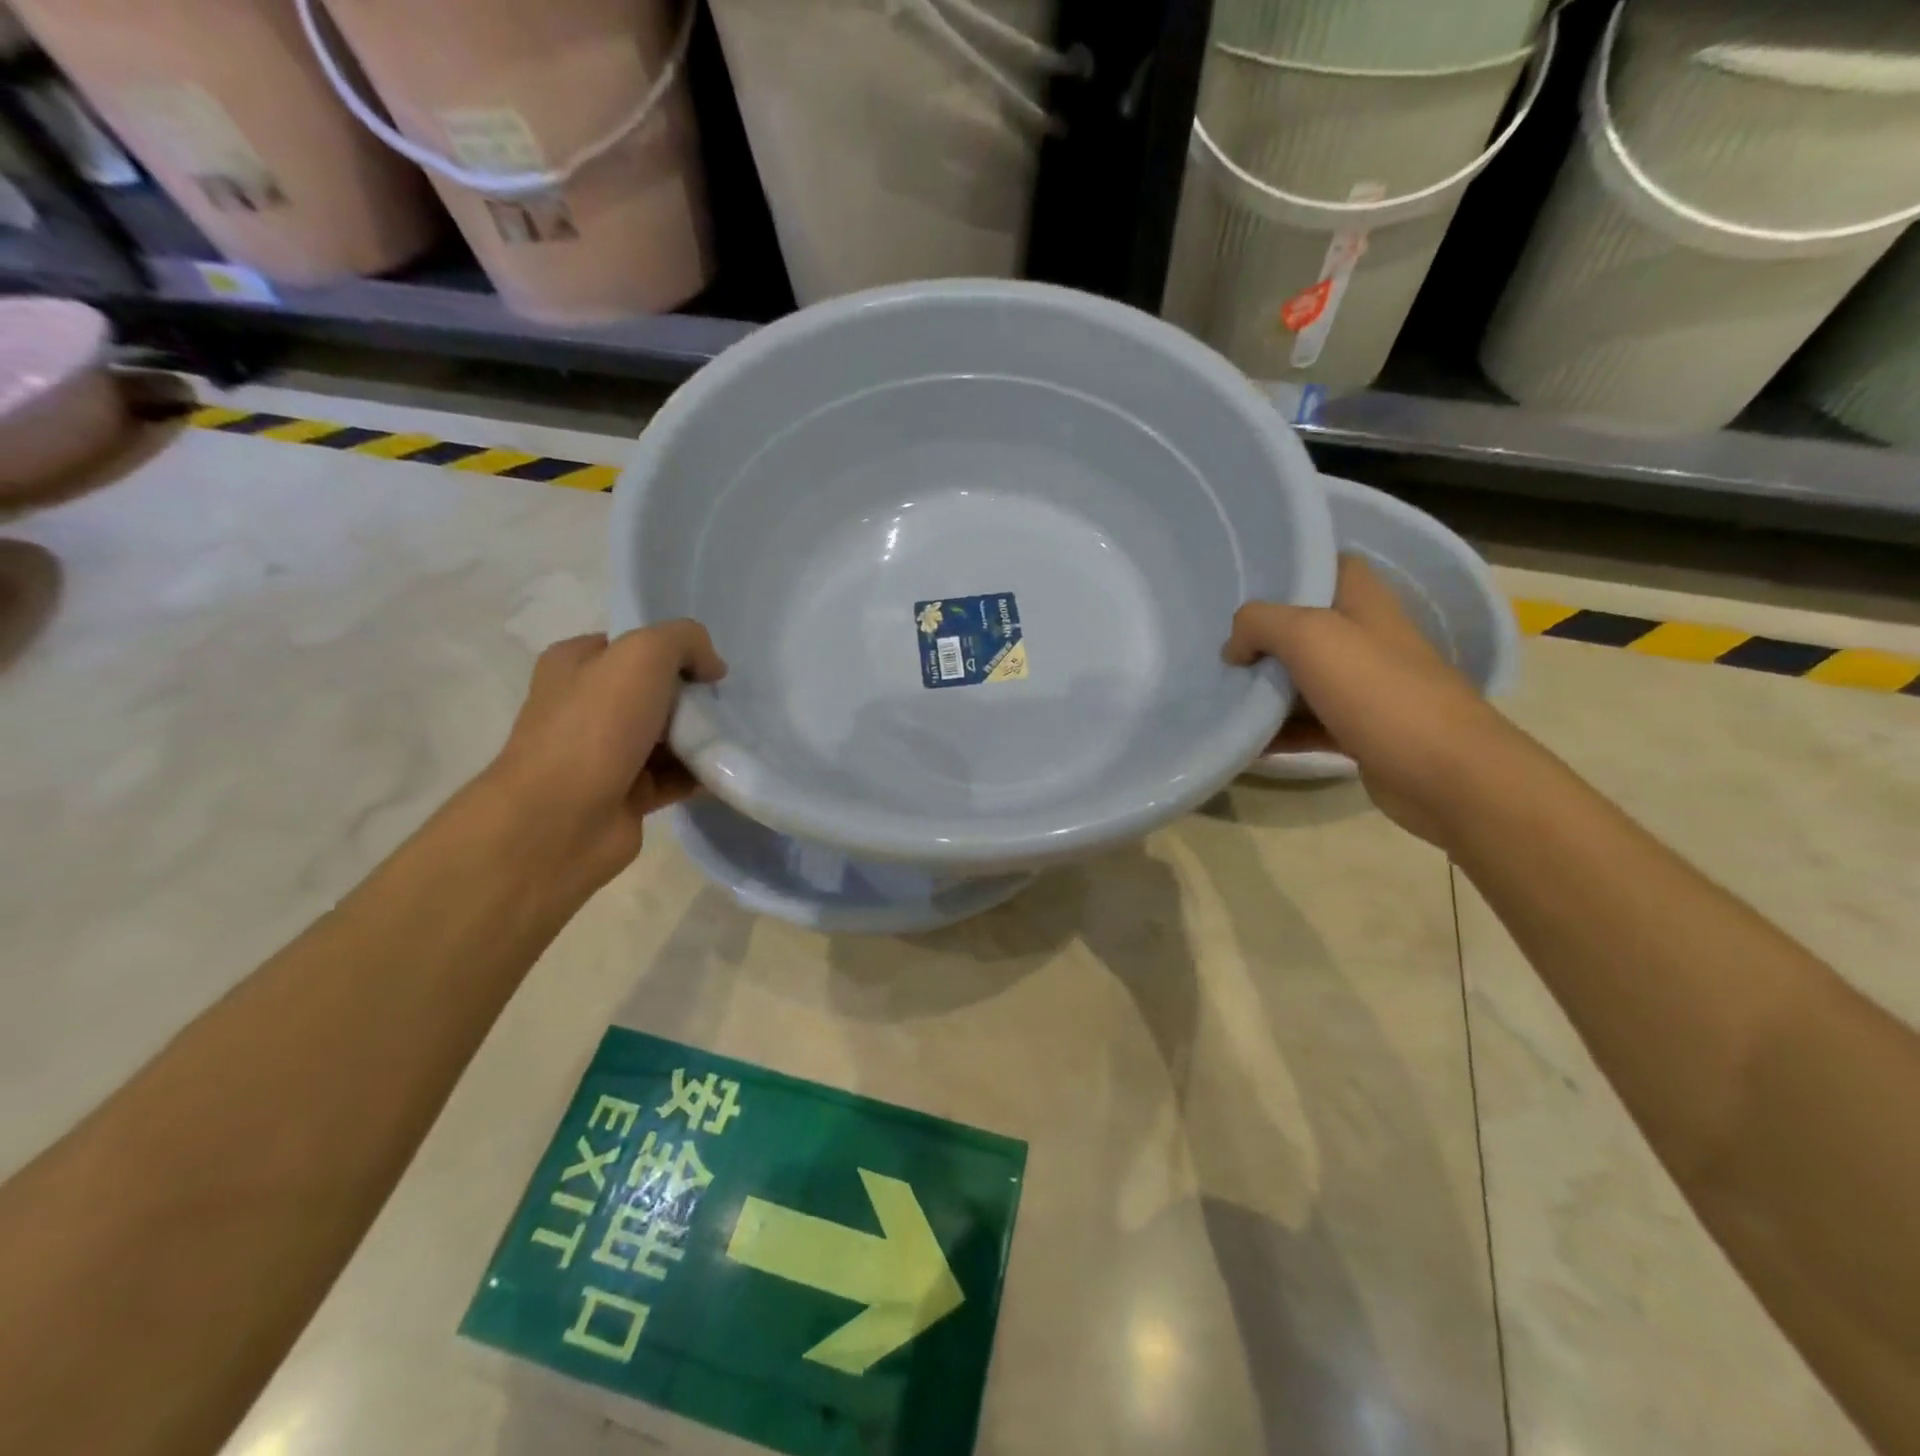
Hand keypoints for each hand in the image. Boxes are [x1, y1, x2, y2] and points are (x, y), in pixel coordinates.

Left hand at [482, 621, 726, 894]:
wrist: (562, 819)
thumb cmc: (597, 725)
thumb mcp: (644, 654)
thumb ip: (685, 640)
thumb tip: (711, 667)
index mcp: (575, 665)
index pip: (631, 646)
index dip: (673, 651)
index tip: (708, 669)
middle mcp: (585, 706)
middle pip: (655, 692)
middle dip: (693, 697)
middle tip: (725, 706)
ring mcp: (604, 753)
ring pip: (667, 736)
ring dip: (701, 737)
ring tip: (734, 738)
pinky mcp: (626, 794)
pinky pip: (674, 776)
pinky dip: (700, 774)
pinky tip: (727, 769)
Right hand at [1224, 555, 1511, 845]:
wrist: (1444, 773)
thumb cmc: (1379, 691)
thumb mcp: (1310, 636)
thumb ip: (1260, 624)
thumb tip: (1234, 647)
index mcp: (1365, 603)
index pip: (1328, 566)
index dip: (1288, 571)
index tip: (1242, 590)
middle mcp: (1368, 639)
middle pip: (1305, 627)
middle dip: (1262, 637)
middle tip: (1218, 647)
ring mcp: (1366, 688)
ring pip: (1303, 679)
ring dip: (1265, 689)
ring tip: (1220, 695)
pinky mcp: (1360, 731)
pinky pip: (1307, 725)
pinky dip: (1278, 733)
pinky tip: (1245, 743)